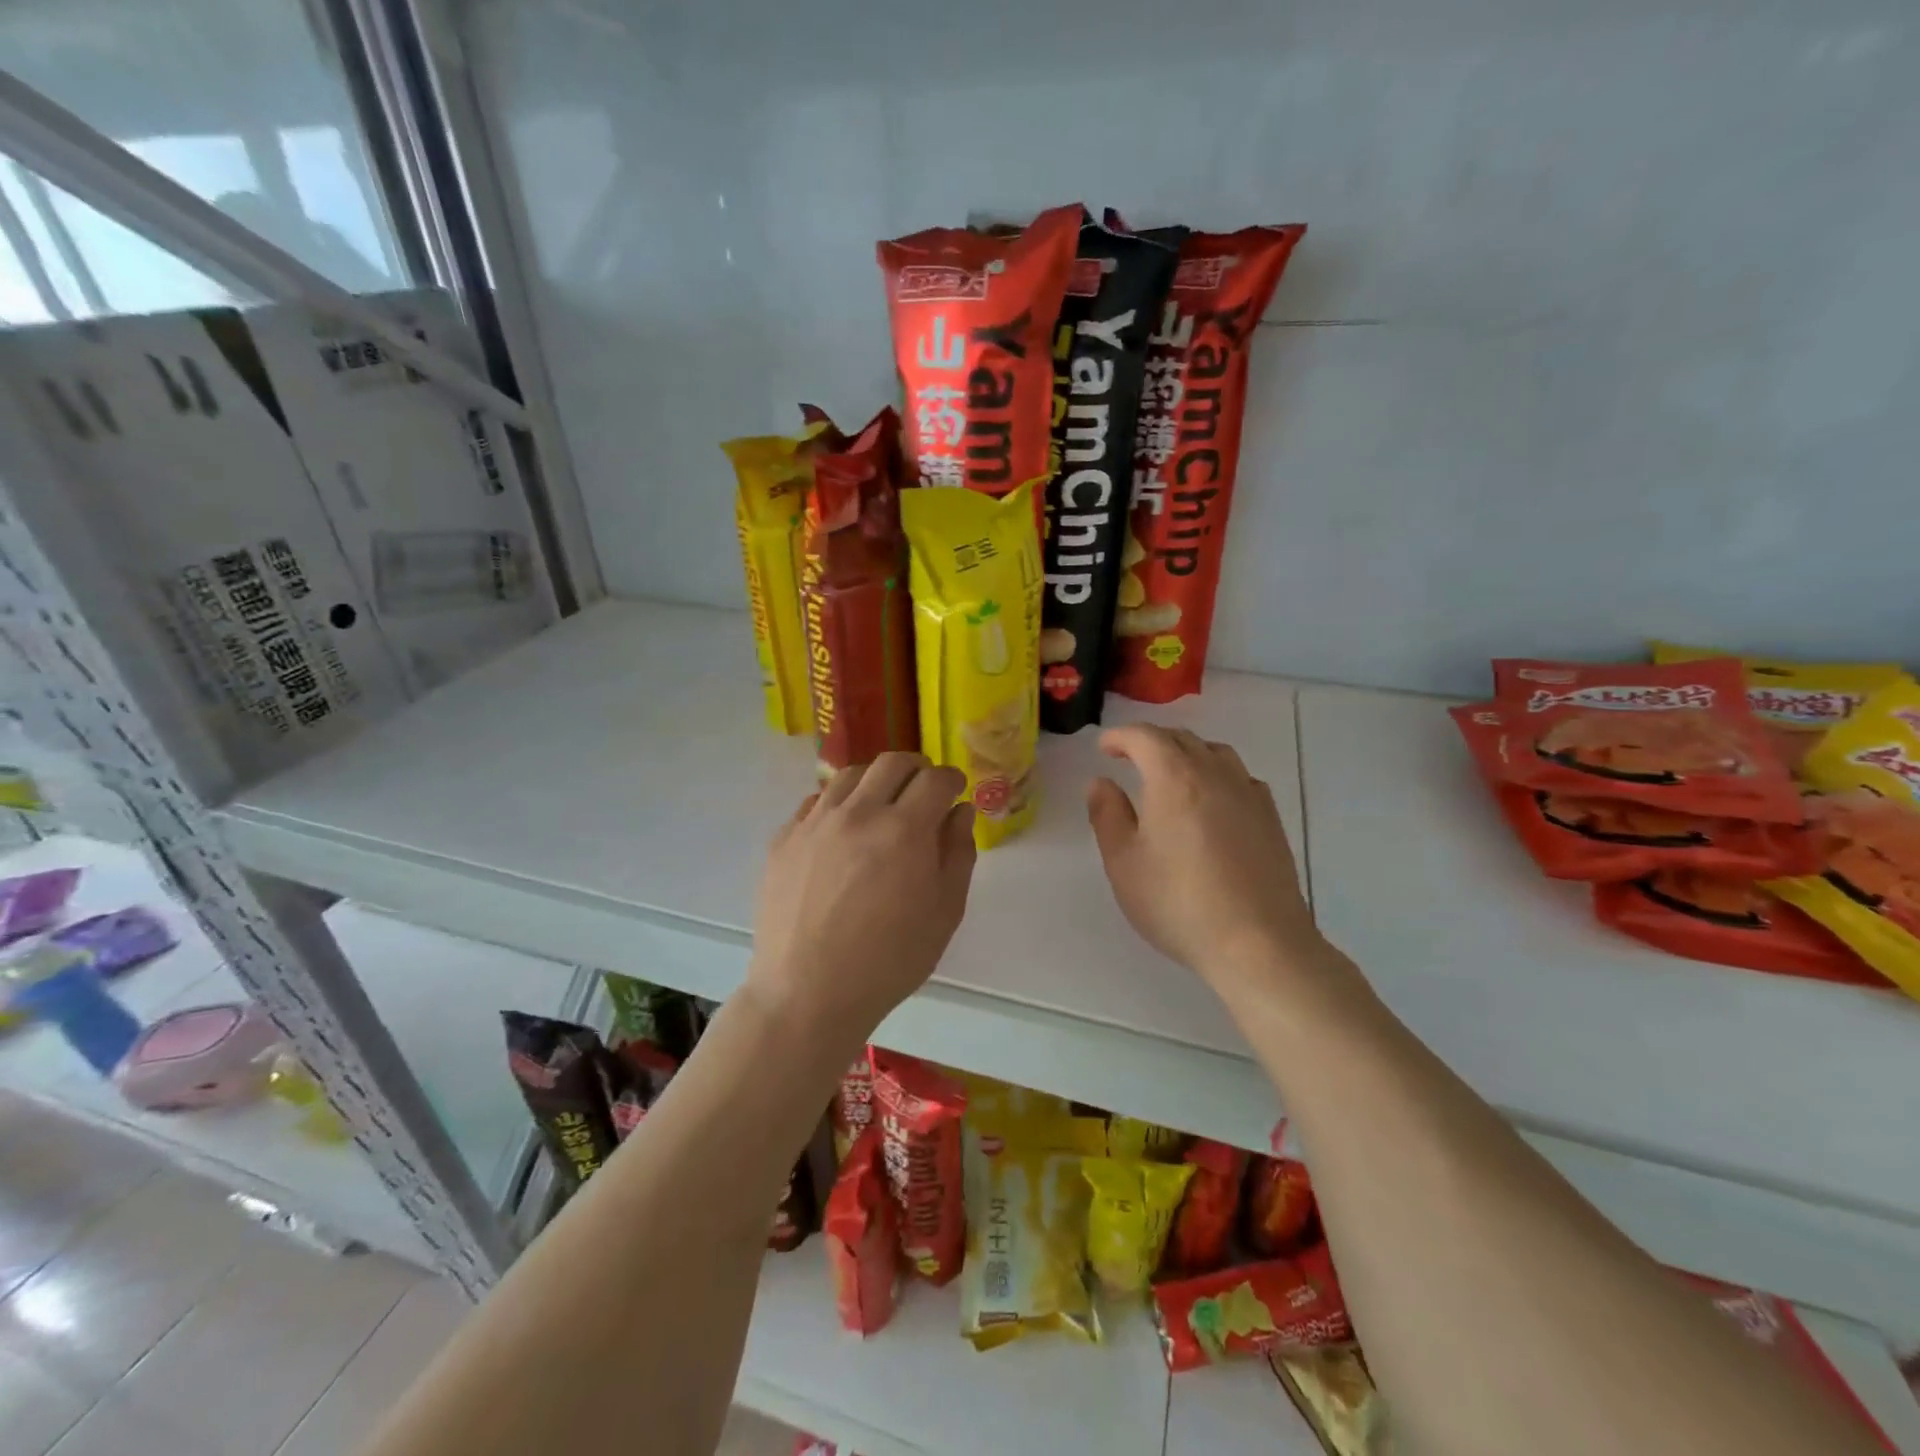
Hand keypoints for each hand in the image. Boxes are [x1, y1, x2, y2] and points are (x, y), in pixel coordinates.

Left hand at [750, 753, 977, 1039]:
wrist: (807, 994)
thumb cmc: (888, 961)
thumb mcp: (944, 913)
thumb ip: (958, 854)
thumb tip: (960, 812)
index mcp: (904, 830)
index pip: (934, 779)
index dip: (951, 779)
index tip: (955, 790)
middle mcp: (858, 813)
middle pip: (891, 763)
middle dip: (917, 768)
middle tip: (924, 789)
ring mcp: (814, 823)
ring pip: (849, 775)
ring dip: (875, 781)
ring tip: (882, 804)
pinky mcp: (784, 839)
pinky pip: (814, 802)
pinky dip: (838, 804)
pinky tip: (842, 829)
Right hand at [1088, 725, 1321, 999]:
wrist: (1258, 943)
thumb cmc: (1179, 902)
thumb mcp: (1124, 863)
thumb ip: (1108, 815)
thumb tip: (1101, 783)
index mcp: (1174, 778)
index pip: (1145, 737)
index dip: (1120, 736)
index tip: (1104, 748)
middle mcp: (1214, 774)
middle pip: (1181, 739)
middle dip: (1151, 741)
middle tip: (1129, 758)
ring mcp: (1248, 794)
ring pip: (1215, 752)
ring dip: (1187, 753)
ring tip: (1171, 773)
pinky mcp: (1270, 818)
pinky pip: (1240, 777)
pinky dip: (1217, 774)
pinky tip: (1212, 800)